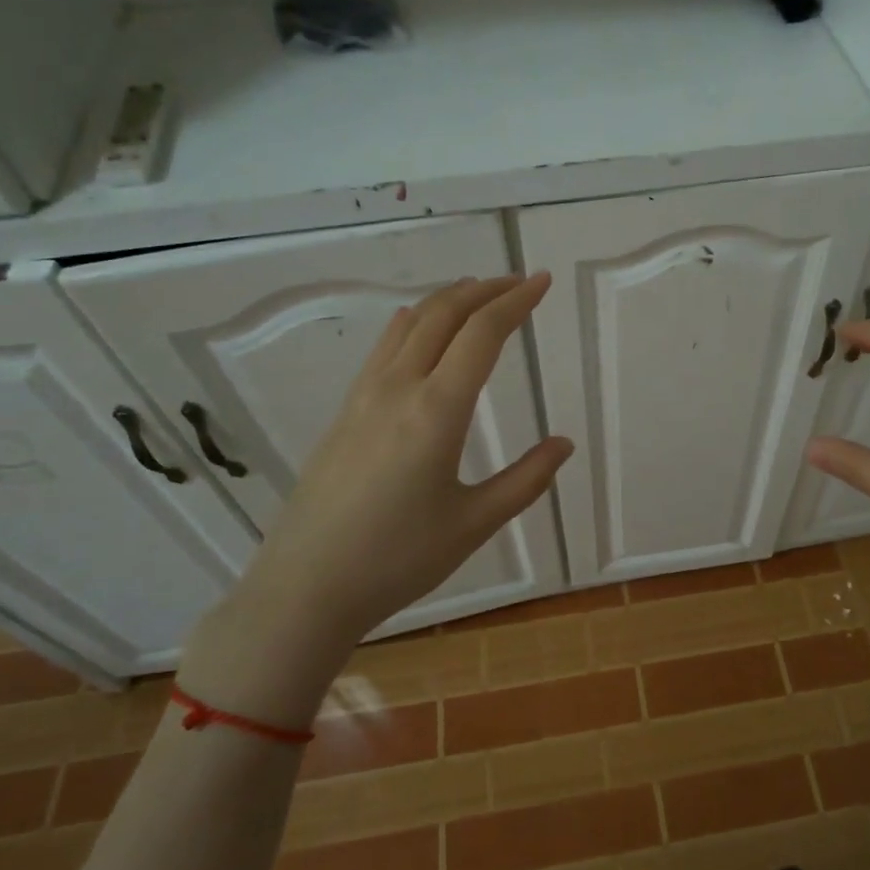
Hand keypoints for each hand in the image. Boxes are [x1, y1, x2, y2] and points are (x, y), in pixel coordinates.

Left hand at [179, 273, 573, 728]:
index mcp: (436, 411)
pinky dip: (415, 322)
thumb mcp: (474, 524)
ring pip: (409, 324)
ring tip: (478, 294)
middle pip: (444, 315)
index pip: (483, 335)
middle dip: (485, 290)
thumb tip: (563, 444)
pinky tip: (421, 329)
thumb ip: (525, 480)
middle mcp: (398, 388)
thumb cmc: (397, 560)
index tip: (542, 282)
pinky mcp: (345, 412)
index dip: (516, 302)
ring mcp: (364, 397)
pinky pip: (385, 346)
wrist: (305, 587)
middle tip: (519, 281)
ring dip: (449, 300)